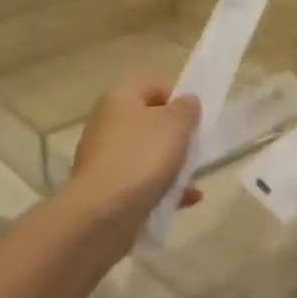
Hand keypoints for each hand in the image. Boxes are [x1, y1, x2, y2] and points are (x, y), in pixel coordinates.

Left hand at [63, 78, 201, 238]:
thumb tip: (187, 102)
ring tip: (193, 181)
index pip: (153, 84)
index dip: (178, 96)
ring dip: (170, 164)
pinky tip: (184, 201)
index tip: (195, 116)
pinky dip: (160, 187)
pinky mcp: (103, 187)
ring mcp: (102, 156)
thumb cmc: (141, 157)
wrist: (101, 213)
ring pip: (144, 153)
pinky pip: (138, 181)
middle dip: (175, 135)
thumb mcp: (175, 125)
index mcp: (120, 98)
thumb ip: (186, 108)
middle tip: (195, 148)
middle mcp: (106, 122)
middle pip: (148, 120)